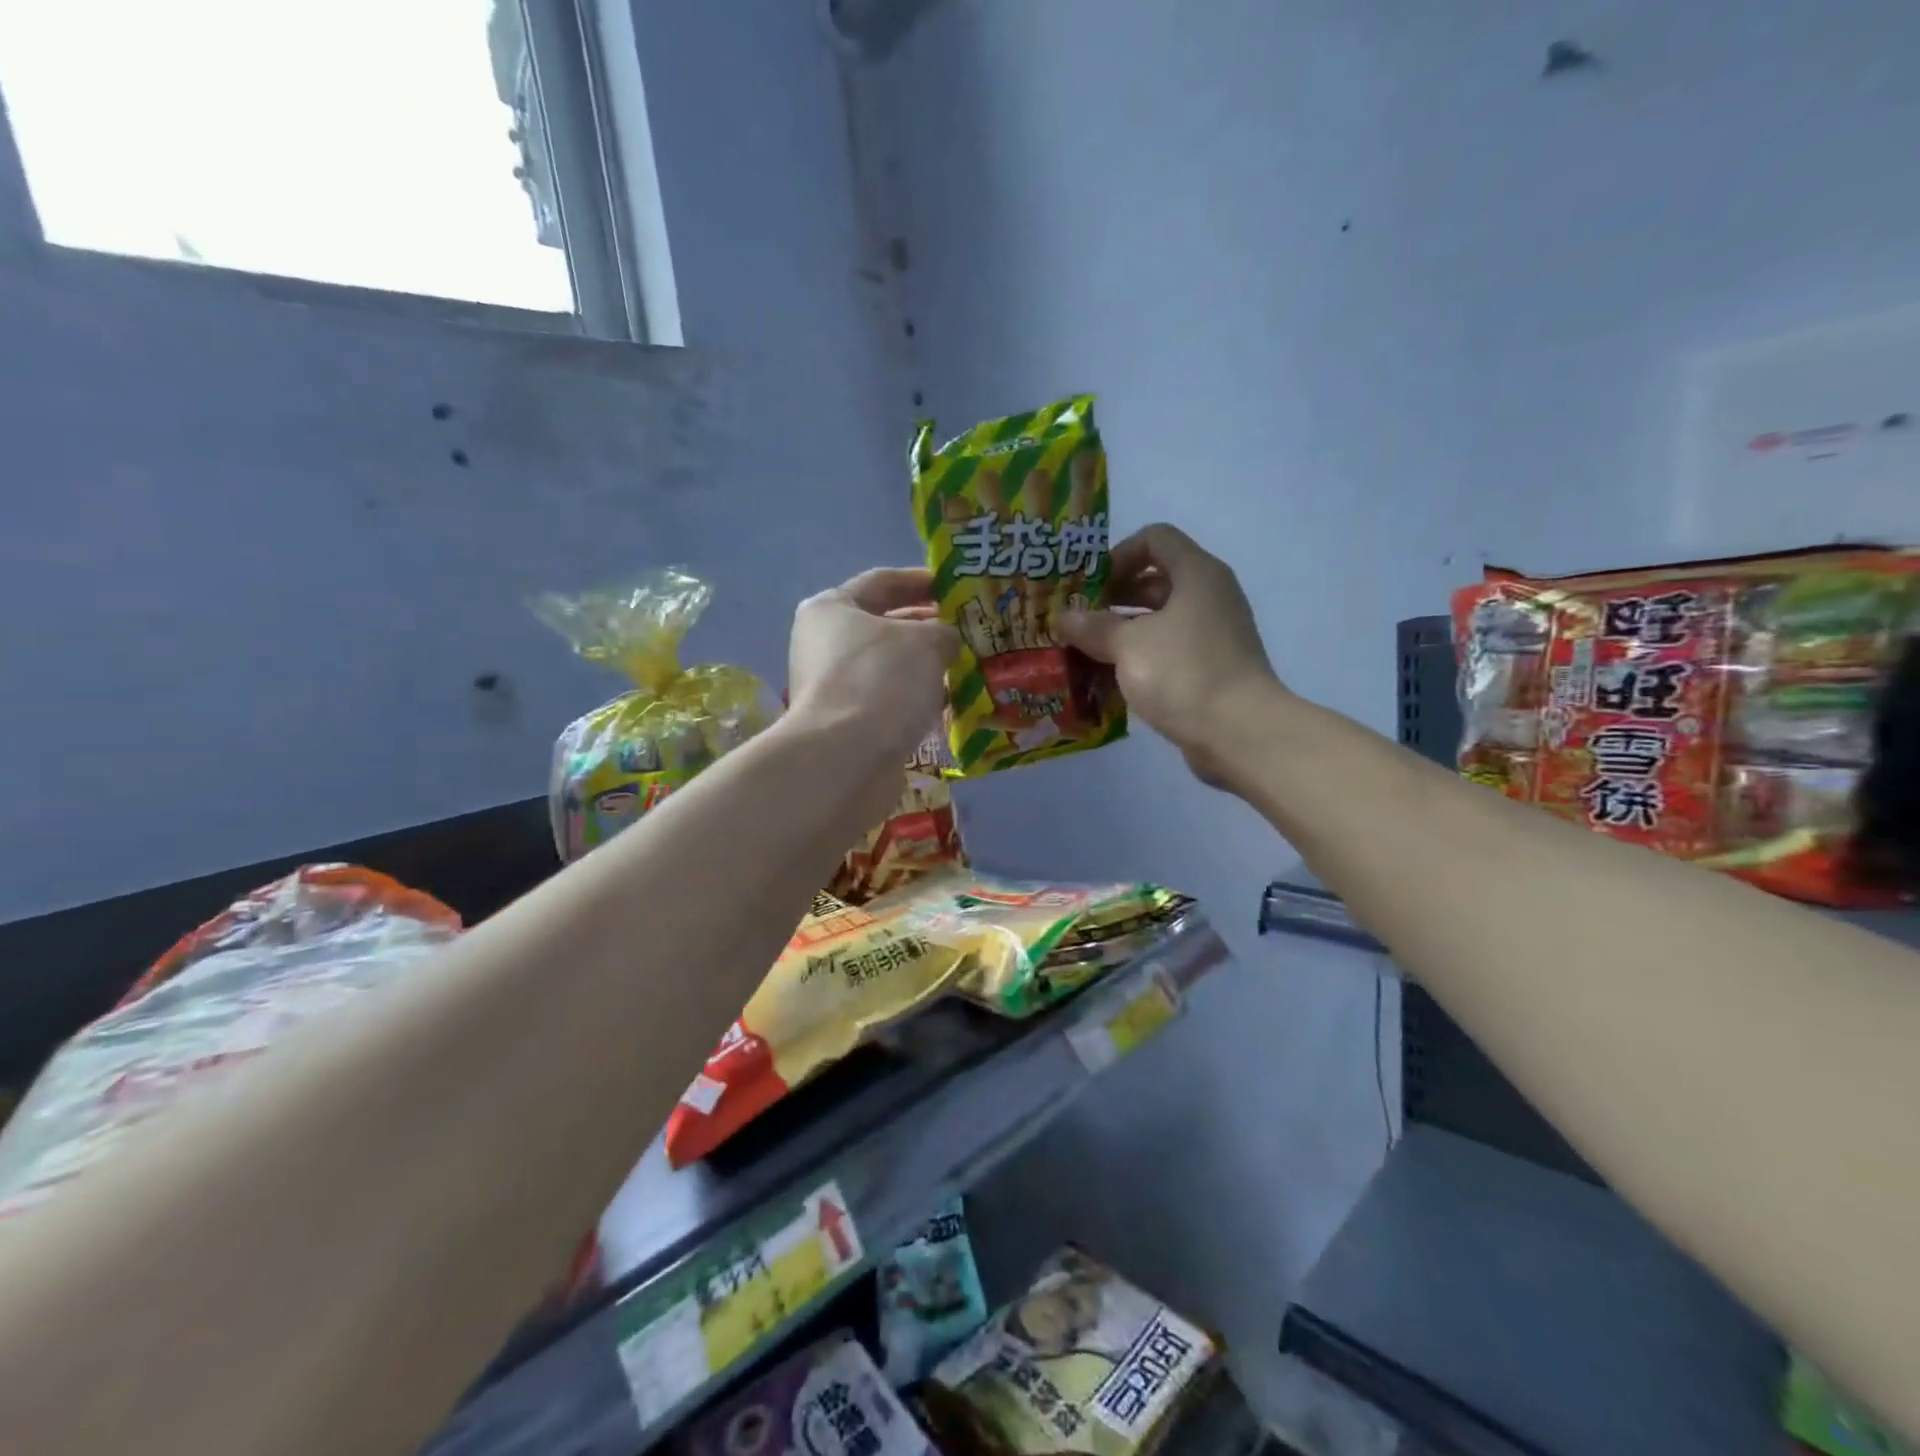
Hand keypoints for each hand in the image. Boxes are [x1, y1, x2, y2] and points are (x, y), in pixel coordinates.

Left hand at [789, 568, 959, 759]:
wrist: (847, 758)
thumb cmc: (882, 680)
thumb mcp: (926, 641)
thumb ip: (945, 631)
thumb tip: (948, 641)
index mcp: (832, 608)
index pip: (883, 581)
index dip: (923, 580)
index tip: (958, 586)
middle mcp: (825, 643)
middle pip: (885, 625)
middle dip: (929, 626)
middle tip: (970, 628)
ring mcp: (834, 686)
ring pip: (890, 666)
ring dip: (926, 665)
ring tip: (968, 665)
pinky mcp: (847, 723)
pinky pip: (889, 699)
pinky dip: (916, 697)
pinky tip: (949, 702)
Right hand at [1057, 525, 1282, 784]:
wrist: (1239, 732)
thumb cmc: (1183, 673)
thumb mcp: (1128, 645)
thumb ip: (1093, 627)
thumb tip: (1063, 617)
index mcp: (1197, 574)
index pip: (1155, 538)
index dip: (1118, 554)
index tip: (1090, 585)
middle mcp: (1210, 595)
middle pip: (1157, 579)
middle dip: (1114, 596)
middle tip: (1079, 619)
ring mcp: (1214, 633)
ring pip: (1161, 618)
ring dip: (1124, 630)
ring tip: (1086, 650)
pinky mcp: (1212, 667)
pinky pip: (1170, 649)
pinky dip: (1141, 656)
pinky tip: (1111, 677)